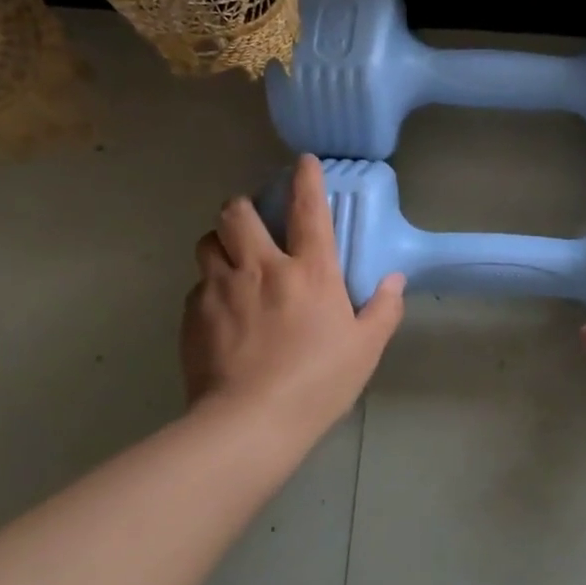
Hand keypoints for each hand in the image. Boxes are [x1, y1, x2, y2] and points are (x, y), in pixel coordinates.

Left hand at [181, 155, 404, 438]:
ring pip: (207, 241)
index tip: (302, 162)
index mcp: (309, 272)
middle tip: (252, 220)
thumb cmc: (318, 382)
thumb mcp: (365, 349)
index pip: (308, 209)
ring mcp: (221, 288)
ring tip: (230, 258)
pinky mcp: (193, 314)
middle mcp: (261, 268)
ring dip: (220, 242)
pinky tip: (220, 310)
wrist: (250, 422)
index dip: (306, 179)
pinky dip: (209, 286)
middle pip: (238, 212)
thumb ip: (383, 309)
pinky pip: (197, 285)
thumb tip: (393, 280)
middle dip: (243, 206)